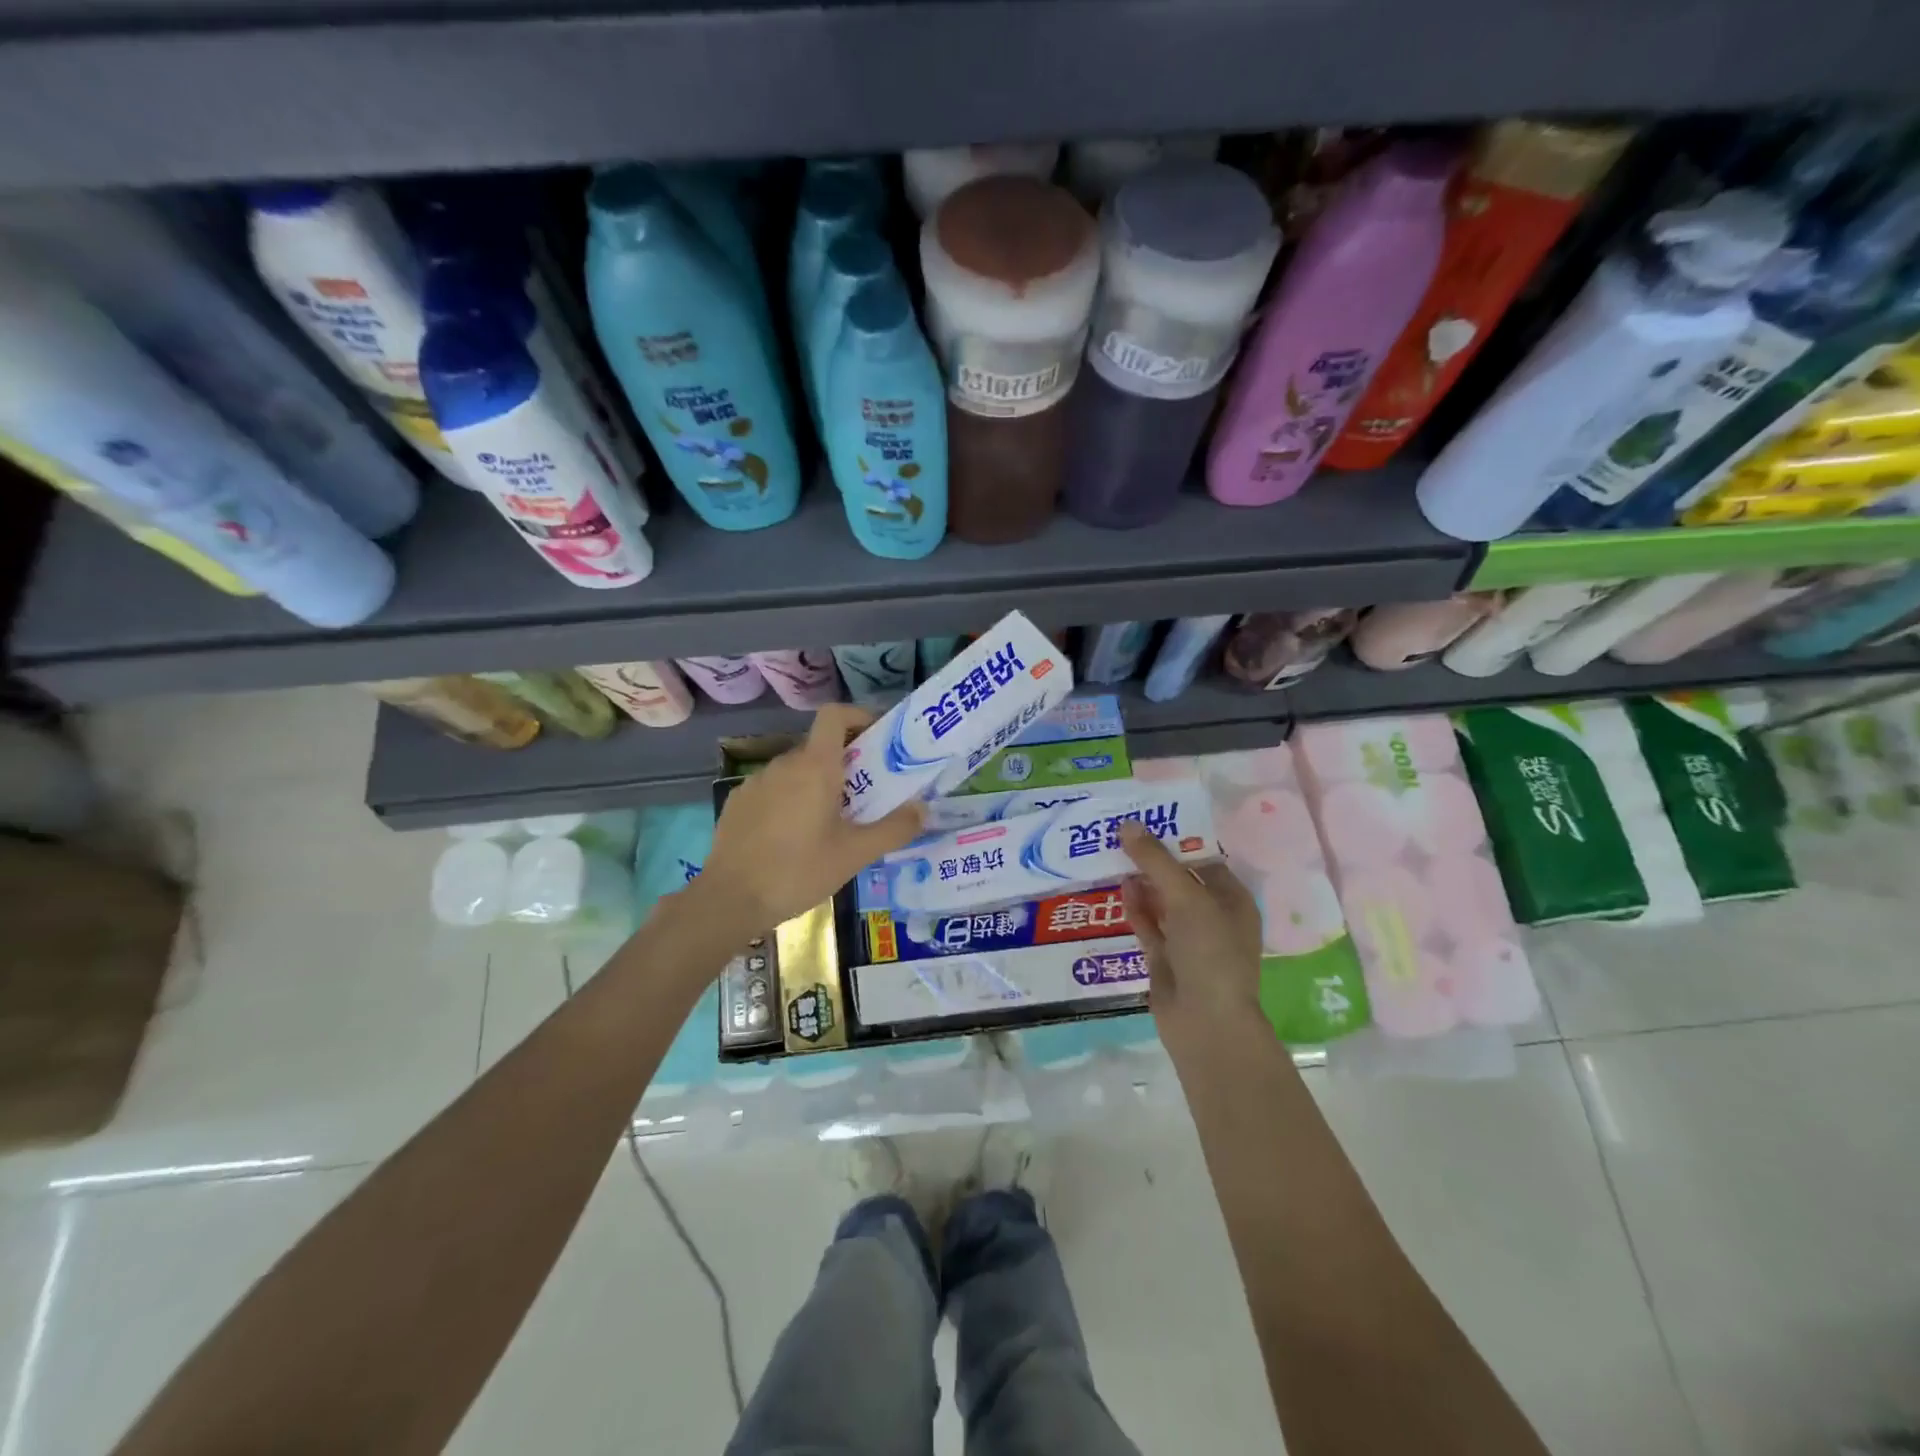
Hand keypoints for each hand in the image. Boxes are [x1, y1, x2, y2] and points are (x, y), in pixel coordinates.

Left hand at [701, 704, 924, 932]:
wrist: (729, 900)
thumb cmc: (798, 871)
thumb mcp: (855, 854)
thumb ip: (894, 829)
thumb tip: (923, 809)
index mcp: (815, 766)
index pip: (834, 715)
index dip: (858, 716)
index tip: (877, 739)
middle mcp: (784, 764)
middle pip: (820, 747)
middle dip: (846, 764)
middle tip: (866, 797)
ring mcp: (757, 782)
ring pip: (796, 771)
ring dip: (817, 785)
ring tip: (831, 823)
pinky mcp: (739, 802)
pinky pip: (774, 790)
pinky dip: (791, 800)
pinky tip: (793, 837)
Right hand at [1119, 822, 1263, 1040]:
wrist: (1206, 1023)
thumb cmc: (1209, 951)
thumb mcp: (1186, 898)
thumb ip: (1155, 860)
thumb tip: (1127, 824)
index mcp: (1232, 899)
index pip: (1203, 859)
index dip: (1176, 838)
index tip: (1146, 818)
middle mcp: (1212, 917)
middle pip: (1179, 879)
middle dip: (1153, 859)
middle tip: (1121, 833)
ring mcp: (1188, 940)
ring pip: (1161, 902)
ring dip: (1141, 882)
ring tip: (1113, 854)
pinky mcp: (1165, 958)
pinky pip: (1148, 925)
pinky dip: (1135, 908)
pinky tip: (1120, 888)